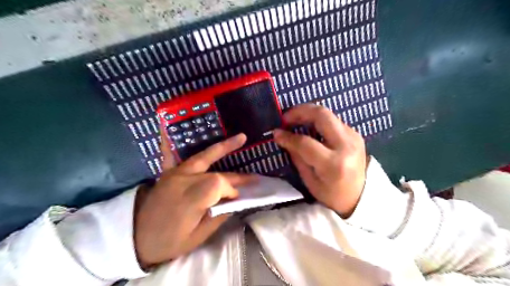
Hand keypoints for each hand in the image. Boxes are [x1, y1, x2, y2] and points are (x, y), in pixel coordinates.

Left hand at [132, 125, 252, 267]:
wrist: (135, 238)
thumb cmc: (169, 241)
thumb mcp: (197, 237)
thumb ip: (218, 216)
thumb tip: (236, 202)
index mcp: (191, 199)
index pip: (219, 185)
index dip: (232, 190)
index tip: (237, 199)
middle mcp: (183, 181)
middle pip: (215, 173)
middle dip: (235, 177)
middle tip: (253, 178)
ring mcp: (174, 174)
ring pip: (203, 157)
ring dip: (223, 147)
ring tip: (241, 138)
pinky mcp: (167, 172)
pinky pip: (170, 153)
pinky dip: (169, 140)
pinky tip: (168, 124)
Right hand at [273, 104, 368, 216]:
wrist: (361, 196)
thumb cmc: (332, 194)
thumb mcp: (310, 181)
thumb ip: (297, 157)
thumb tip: (283, 137)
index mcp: (333, 164)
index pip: (306, 143)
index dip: (288, 136)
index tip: (276, 133)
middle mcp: (346, 146)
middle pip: (322, 116)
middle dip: (300, 111)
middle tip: (286, 117)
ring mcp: (353, 137)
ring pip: (328, 114)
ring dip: (309, 113)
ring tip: (295, 120)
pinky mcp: (355, 134)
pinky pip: (333, 120)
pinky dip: (318, 120)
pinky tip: (309, 127)